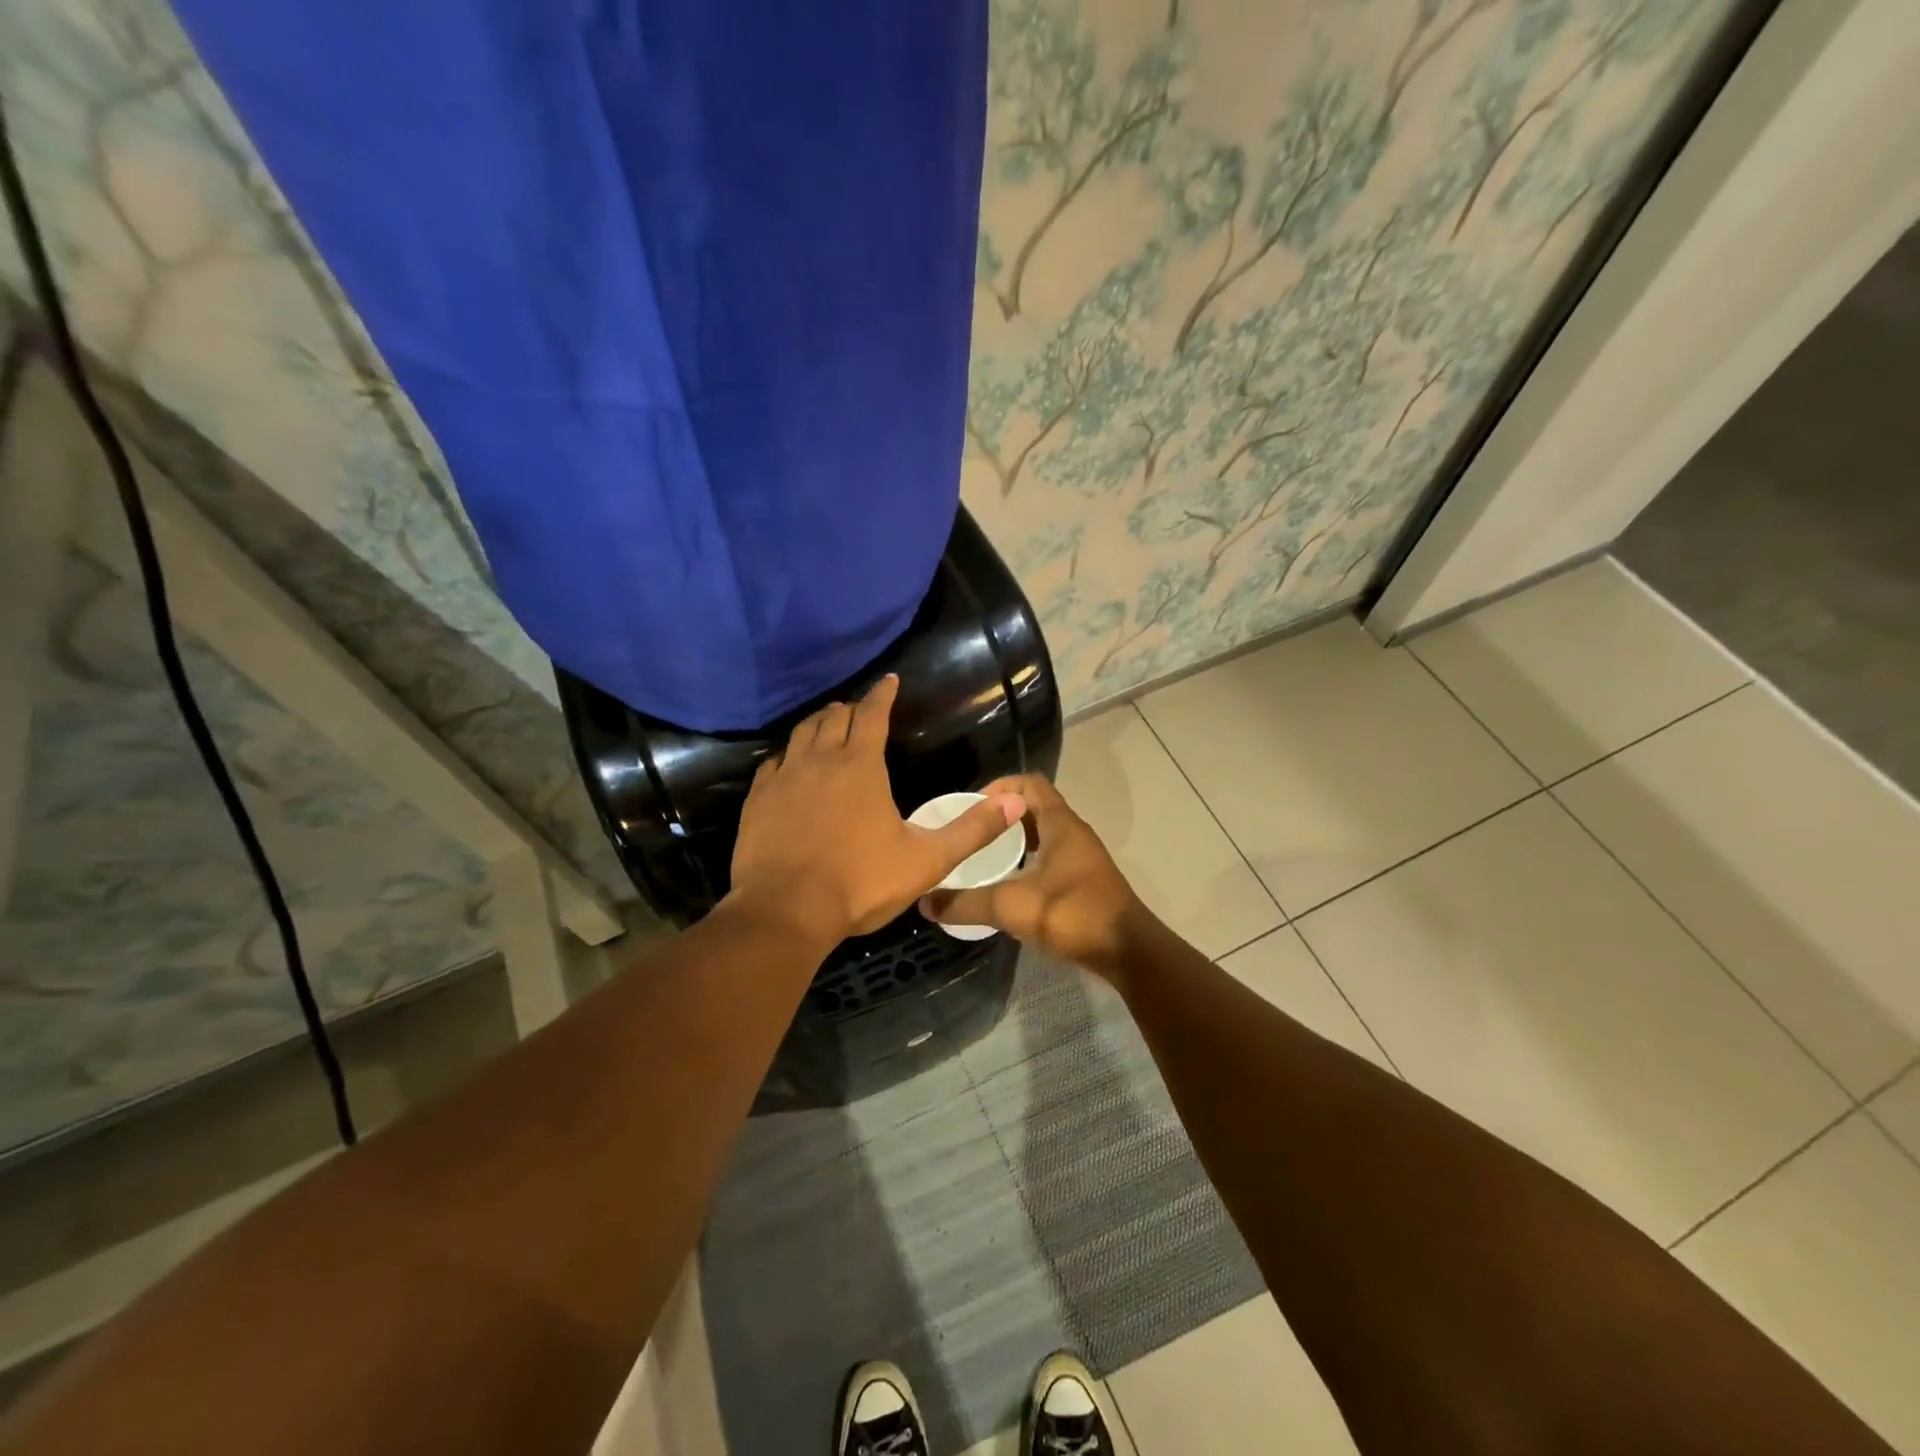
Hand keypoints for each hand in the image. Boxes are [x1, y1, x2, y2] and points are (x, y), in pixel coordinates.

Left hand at [727, 675, 1025, 942]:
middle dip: (850, 708)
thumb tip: (1016, 801)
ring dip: (818, 724)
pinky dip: (787, 755)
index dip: (882, 694)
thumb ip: (973, 830)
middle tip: (860, 709)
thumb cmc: (861, 883)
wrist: (786, 912)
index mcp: (861, 766)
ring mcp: (784, 778)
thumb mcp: (928, 860)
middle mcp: (820, 760)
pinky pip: (773, 763)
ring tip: (827, 725)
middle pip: (834, 718)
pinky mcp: (758, 800)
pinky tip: (788, 764)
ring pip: (801, 734)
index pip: (872, 714)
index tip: (888, 679)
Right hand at [921, 773, 1155, 980]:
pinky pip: (1050, 858)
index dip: (999, 787)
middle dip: (1000, 817)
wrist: (1128, 952)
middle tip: (968, 834)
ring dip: (1014, 842)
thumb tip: (925, 902)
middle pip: (1033, 809)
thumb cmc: (1074, 914)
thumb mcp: (1013, 907)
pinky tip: (1007, 886)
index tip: (971, 807)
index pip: (1029, 783)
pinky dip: (1027, 863)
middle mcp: (1073, 833)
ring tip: (981, 858)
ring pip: (1042, 836)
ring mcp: (1082, 858)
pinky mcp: (1084, 882)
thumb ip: (967, 903)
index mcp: (1060, 824)